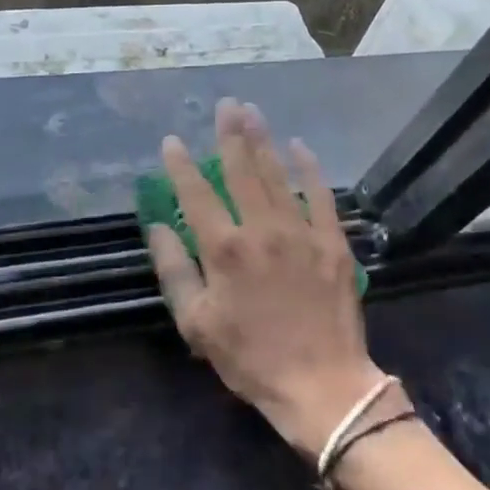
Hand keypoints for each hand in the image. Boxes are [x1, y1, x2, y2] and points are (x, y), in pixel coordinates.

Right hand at [147, 98, 384, 456]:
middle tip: (225, 105)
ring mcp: (300, 232)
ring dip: (263, 141)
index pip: (196, 195)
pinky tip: (299, 146)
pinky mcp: (331, 241)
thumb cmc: (250, 358)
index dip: (181, 165)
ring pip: (277, 175)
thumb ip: (174, 271)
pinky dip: (309, 168)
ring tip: (252, 111)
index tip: (173, 140)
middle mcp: (261, 230)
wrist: (321, 385)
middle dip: (230, 134)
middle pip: (241, 171)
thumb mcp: (196, 323)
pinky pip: (320, 195)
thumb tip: (158, 227)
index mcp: (224, 250)